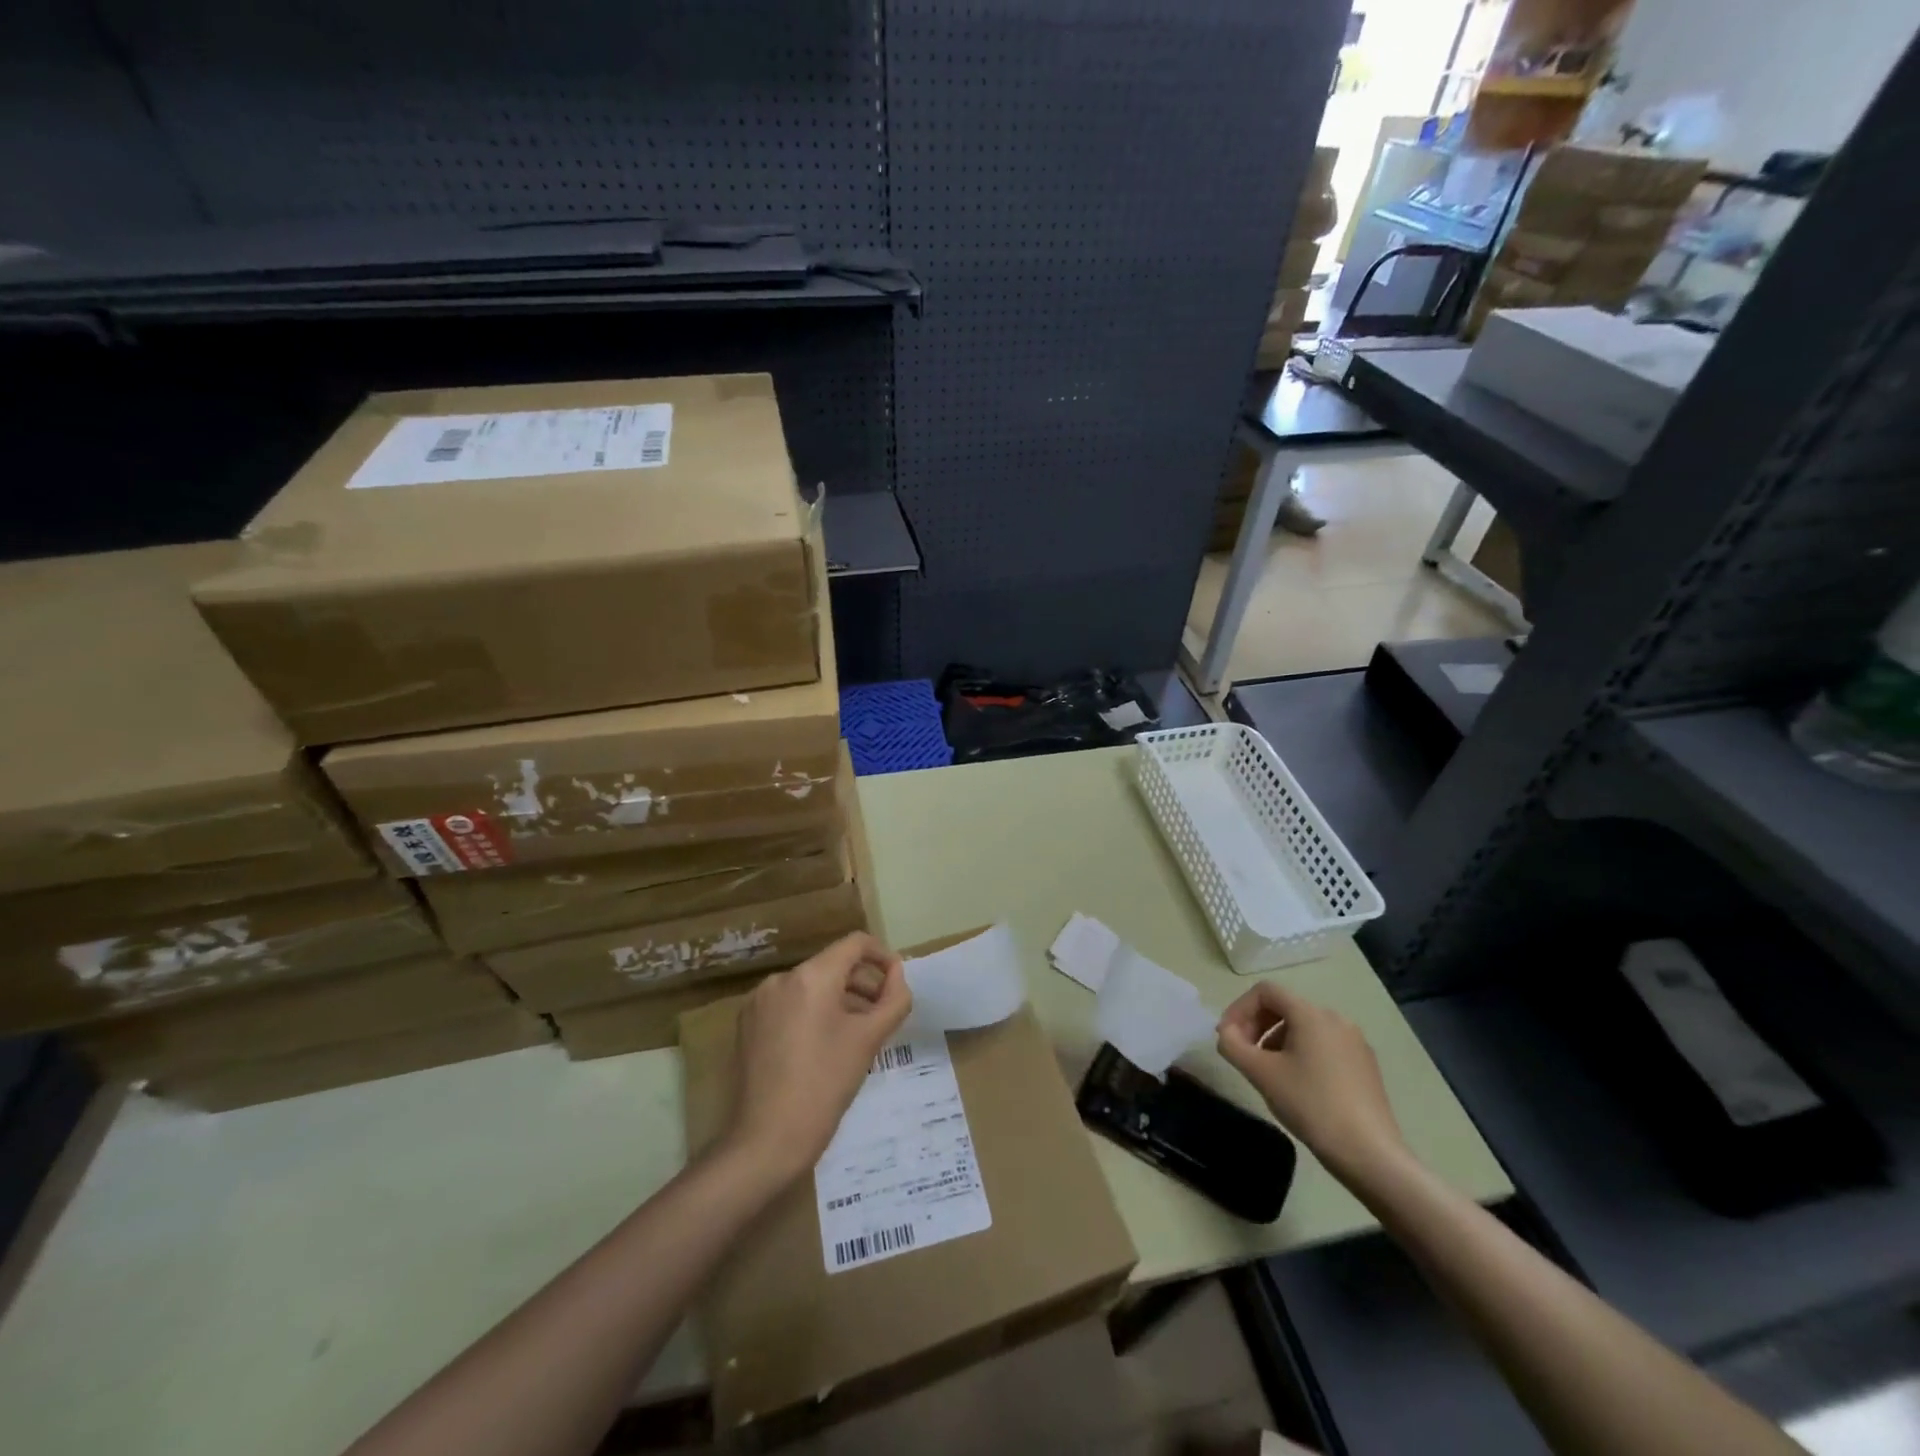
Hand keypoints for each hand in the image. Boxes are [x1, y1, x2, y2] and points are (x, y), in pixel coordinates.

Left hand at [724, 933, 912, 1183]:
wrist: (767, 1140)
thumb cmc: (825, 1085)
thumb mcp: (869, 1040)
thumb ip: (893, 999)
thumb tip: (897, 975)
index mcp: (811, 976)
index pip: (855, 944)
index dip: (882, 957)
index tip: (897, 983)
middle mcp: (782, 978)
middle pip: (832, 965)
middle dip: (863, 983)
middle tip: (884, 1014)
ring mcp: (760, 1001)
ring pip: (811, 986)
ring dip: (839, 1000)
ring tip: (858, 1033)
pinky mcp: (748, 1024)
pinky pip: (790, 1004)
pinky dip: (812, 1013)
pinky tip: (824, 1046)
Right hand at [1217, 982, 1410, 1183]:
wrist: (1370, 1154)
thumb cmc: (1310, 1105)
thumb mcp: (1260, 1074)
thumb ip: (1233, 1045)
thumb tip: (1227, 1033)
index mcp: (1311, 1014)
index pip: (1265, 991)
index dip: (1239, 1009)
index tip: (1228, 1038)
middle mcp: (1335, 1019)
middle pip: (1285, 1006)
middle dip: (1256, 1025)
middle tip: (1243, 1054)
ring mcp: (1355, 1042)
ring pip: (1304, 1027)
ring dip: (1276, 1040)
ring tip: (1268, 1072)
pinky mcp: (1364, 1064)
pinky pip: (1323, 1045)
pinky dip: (1301, 1053)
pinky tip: (1298, 1085)